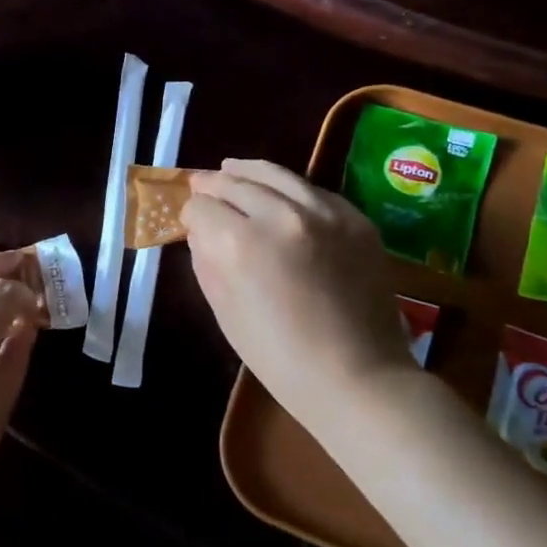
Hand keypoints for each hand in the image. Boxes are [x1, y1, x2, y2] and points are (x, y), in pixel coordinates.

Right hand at [183, 159, 417, 444]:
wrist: (357, 377)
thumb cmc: (279, 357)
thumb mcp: (224, 311)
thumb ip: (206, 261)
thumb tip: (200, 230)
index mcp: (240, 243)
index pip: (202, 207)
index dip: (190, 213)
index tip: (190, 222)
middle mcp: (281, 215)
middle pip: (235, 182)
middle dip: (213, 185)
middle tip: (202, 186)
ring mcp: (324, 212)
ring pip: (276, 174)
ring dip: (248, 172)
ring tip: (232, 169)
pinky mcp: (355, 218)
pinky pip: (312, 190)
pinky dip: (289, 189)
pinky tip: (281, 195)